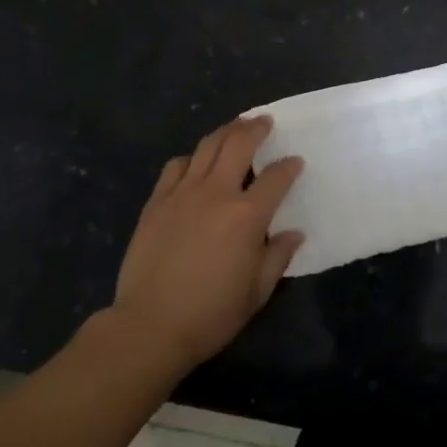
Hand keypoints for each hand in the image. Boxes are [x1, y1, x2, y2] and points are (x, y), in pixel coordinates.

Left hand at [111, 116, 304, 372]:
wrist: (151, 325)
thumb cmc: (212, 313)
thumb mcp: (257, 292)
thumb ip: (278, 256)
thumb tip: (293, 233)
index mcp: (247, 215)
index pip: (276, 178)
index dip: (289, 166)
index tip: (295, 161)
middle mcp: (216, 193)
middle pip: (238, 144)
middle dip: (255, 128)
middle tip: (264, 121)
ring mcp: (182, 193)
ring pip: (206, 147)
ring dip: (225, 132)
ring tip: (235, 128)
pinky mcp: (156, 202)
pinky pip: (175, 167)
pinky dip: (190, 158)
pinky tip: (195, 163)